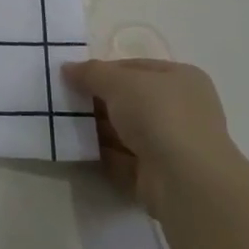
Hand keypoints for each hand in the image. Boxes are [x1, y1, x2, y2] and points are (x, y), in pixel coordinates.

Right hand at [62, 57, 238, 214]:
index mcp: (181, 78)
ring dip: (98, 129)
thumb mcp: (118, 82)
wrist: (184, 180)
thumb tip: (67, 68)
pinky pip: (125, 159)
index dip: (104, 70)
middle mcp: (182, 110)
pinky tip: (79, 150)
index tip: (75, 77)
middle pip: (130, 100)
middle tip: (65, 101)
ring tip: (65, 124)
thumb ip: (91, 73)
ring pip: (127, 131)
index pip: (136, 68)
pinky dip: (104, 155)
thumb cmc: (158, 114)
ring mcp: (172, 145)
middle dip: (99, 101)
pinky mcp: (160, 175)